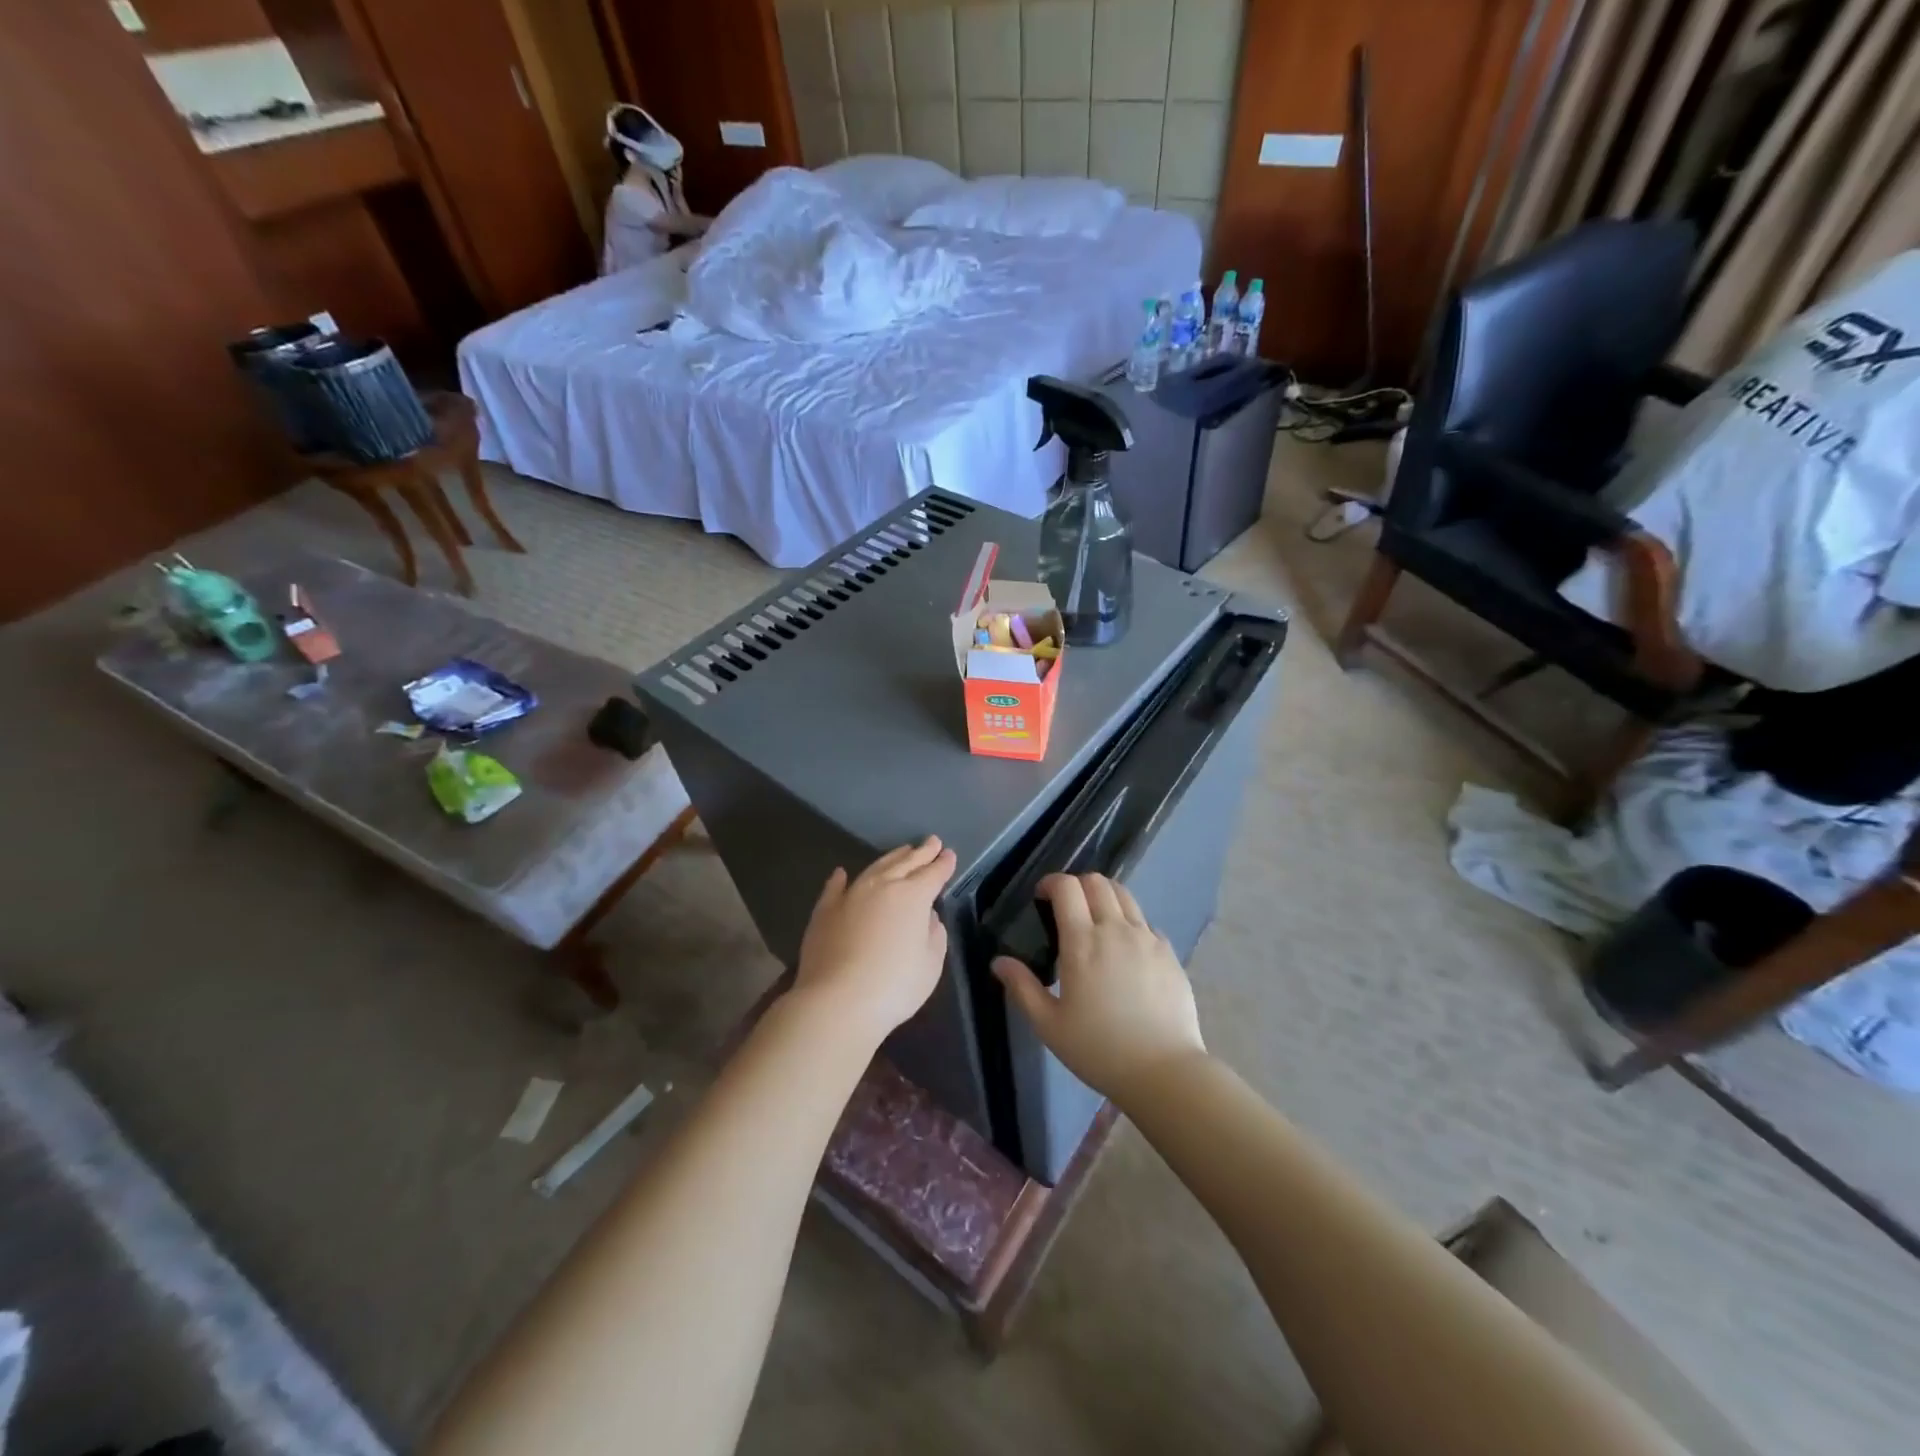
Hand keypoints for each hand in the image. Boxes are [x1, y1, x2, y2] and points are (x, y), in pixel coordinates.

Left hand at [793, 836, 955, 1043]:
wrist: (838, 1001)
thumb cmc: (895, 985)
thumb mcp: (930, 963)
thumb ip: (934, 934)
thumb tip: (927, 916)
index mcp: (913, 896)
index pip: (933, 874)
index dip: (943, 864)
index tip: (949, 854)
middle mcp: (882, 886)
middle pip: (906, 863)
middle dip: (921, 853)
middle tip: (932, 842)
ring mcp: (850, 895)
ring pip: (874, 868)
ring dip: (891, 858)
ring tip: (902, 852)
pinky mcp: (825, 911)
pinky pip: (834, 887)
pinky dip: (840, 879)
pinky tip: (841, 873)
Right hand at [992, 873, 1205, 1104]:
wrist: (1164, 1071)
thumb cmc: (1099, 1049)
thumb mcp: (1049, 1025)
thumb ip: (1022, 988)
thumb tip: (999, 962)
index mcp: (1082, 942)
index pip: (1067, 887)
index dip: (1051, 882)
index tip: (1041, 897)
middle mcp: (1116, 929)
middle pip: (1097, 882)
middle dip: (1077, 885)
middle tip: (1066, 908)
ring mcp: (1147, 938)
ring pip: (1124, 895)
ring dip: (1104, 897)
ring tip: (1096, 922)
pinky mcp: (1169, 952)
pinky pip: (1146, 922)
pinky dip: (1129, 922)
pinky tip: (1125, 950)